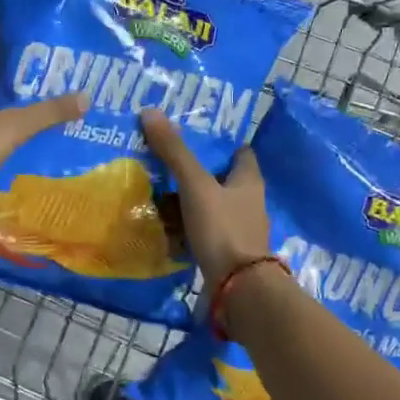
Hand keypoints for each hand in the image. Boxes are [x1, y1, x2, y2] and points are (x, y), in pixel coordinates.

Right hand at [139, 111, 270, 282]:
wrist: (238, 289)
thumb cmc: (223, 229)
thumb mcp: (196, 185)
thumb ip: (175, 151)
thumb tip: (150, 111)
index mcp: (249, 179)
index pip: (239, 151)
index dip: (219, 142)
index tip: (192, 133)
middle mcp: (248, 201)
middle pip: (221, 178)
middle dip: (196, 170)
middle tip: (164, 158)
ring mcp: (238, 229)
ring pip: (210, 205)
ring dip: (188, 199)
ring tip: (156, 189)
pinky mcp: (225, 251)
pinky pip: (202, 231)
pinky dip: (186, 226)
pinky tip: (164, 224)